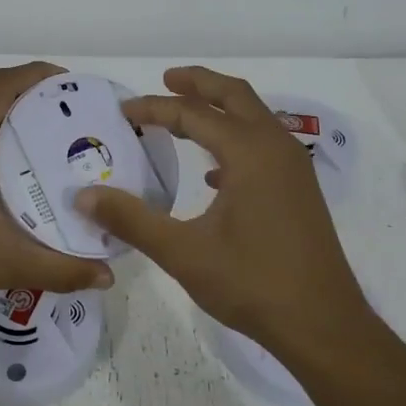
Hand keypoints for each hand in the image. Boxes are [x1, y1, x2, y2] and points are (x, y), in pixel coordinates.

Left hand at [0, 62, 114, 327]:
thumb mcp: (2, 263)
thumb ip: (59, 268)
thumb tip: (108, 275)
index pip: (1, 85)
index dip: (38, 75)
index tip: (76, 85)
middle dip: (31, 94)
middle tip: (74, 114)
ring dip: (9, 115)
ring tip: (52, 136)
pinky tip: (15, 169)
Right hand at [74, 66, 376, 353]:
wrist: (322, 324)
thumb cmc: (252, 283)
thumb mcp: (183, 252)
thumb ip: (131, 220)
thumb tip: (83, 195)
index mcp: (249, 152)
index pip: (193, 114)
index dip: (155, 109)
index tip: (124, 112)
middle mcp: (276, 148)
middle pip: (235, 96)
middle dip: (199, 84)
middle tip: (165, 81)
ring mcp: (293, 169)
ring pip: (255, 118)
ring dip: (220, 110)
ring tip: (184, 117)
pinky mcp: (299, 191)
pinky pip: (265, 147)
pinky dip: (236, 141)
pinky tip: (213, 174)